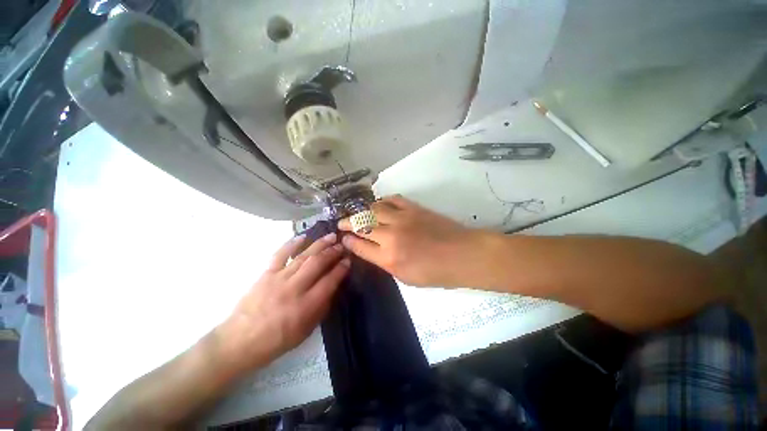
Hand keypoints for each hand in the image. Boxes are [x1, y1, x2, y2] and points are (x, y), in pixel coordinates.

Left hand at [216, 233, 348, 371]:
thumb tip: (333, 287)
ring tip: (331, 236)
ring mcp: (279, 278)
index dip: (341, 269)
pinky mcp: (266, 274)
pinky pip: (281, 254)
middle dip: (333, 252)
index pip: (330, 281)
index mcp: (306, 306)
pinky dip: (292, 244)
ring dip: (319, 244)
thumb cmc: (276, 341)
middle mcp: (294, 289)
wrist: (239, 341)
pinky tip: (303, 236)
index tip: (348, 260)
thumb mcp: (305, 331)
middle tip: (342, 245)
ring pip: (304, 256)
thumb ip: (322, 307)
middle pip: (318, 264)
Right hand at [339, 195, 485, 286]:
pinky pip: (392, 200)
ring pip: (373, 209)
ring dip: (361, 211)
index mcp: (389, 258)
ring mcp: (402, 219)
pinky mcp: (413, 208)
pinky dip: (382, 201)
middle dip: (347, 223)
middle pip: (361, 225)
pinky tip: (378, 204)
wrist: (462, 254)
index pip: (360, 247)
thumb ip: (385, 263)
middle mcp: (391, 236)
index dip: (349, 241)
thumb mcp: (406, 277)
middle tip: (340, 223)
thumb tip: (372, 250)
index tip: (343, 238)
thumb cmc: (436, 273)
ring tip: (357, 213)